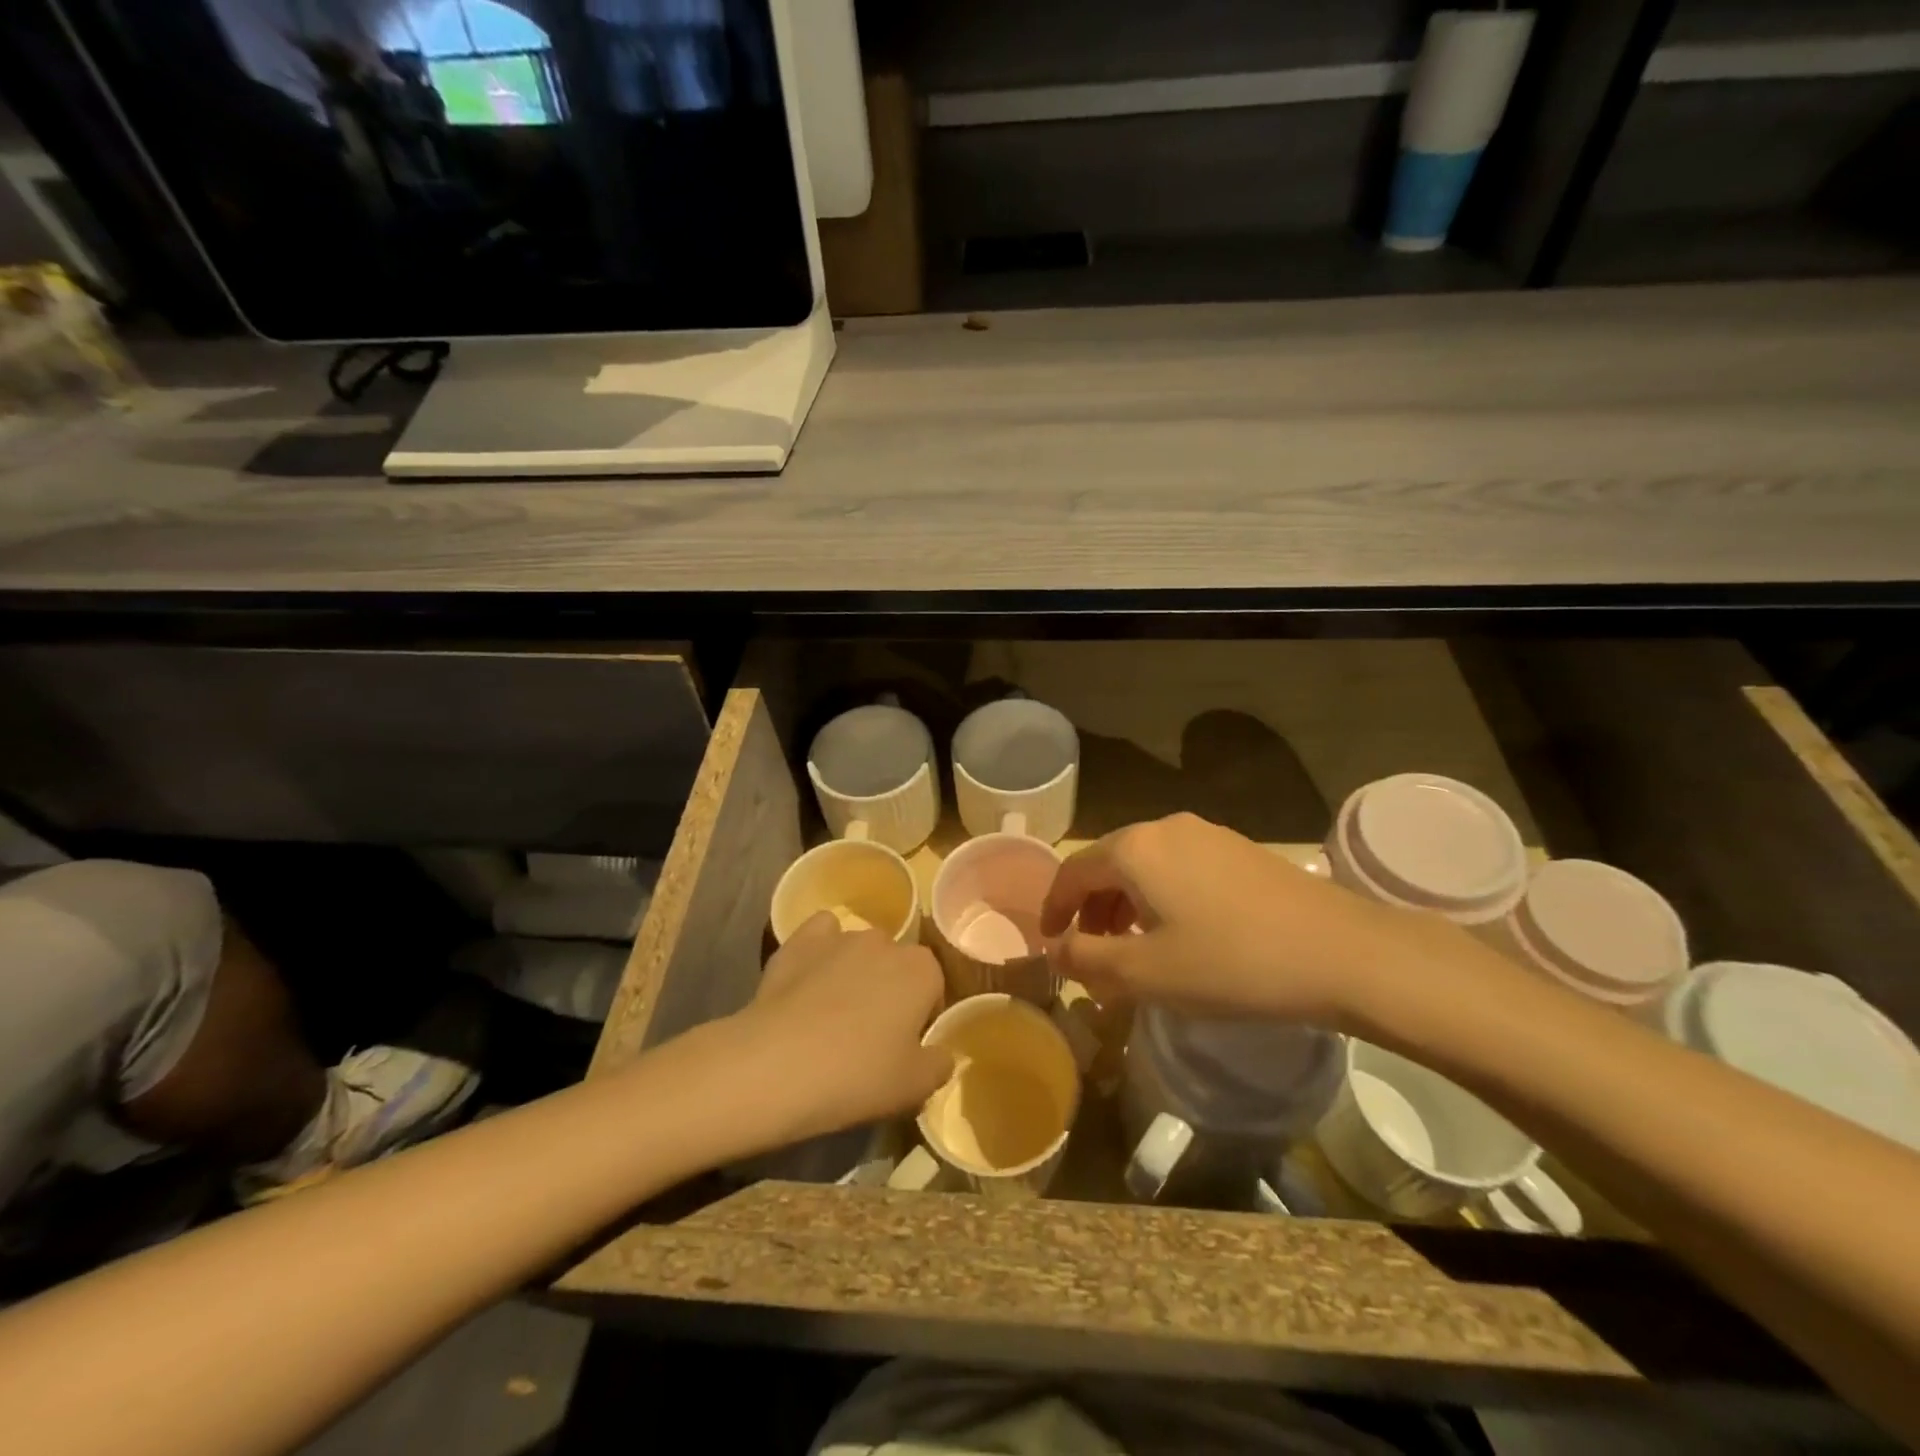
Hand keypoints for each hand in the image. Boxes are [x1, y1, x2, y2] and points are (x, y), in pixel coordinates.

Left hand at [728, 913, 951, 1140]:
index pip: (933, 988)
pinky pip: (821, 935)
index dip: (920, 1018)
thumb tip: (941, 1054)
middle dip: (889, 991)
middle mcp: (886, 941)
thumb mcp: (915, 1088)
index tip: (903, 1048)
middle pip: (896, 966)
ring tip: (830, 1016)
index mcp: (922, 970)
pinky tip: (809, 979)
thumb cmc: (857, 1076)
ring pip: (859, 951)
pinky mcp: (800, 940)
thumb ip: (939, 1065)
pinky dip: (820, 951)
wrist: (777, 1066)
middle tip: (869, 1036)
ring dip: (854, 974)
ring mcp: (841, 936)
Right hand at [1041, 812, 1448, 1027]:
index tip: (1050, 942)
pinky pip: (1179, 867)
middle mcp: (1166, 827)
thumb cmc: (1232, 963)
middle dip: (1091, 907)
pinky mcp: (1239, 849)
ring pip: (1146, 864)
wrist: (1342, 953)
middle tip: (1090, 950)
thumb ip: (1087, 960)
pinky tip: (1180, 932)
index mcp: (1135, 849)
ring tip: (1132, 946)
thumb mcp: (1147, 973)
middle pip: (1109, 863)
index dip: (1054, 907)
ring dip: (1126, 903)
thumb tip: (1054, 950)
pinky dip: (1161, 896)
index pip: (1073, 871)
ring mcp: (1207, 834)